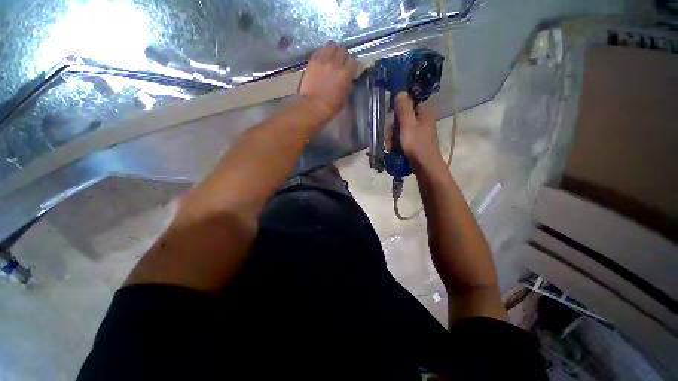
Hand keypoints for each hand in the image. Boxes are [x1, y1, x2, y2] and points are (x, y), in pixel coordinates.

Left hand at [300, 41, 357, 119]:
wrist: (313, 106)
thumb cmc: (331, 106)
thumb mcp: (345, 97)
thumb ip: (348, 83)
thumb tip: (349, 77)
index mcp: (345, 74)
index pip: (353, 61)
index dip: (352, 65)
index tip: (350, 69)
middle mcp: (335, 63)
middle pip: (343, 49)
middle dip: (343, 55)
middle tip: (340, 62)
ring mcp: (323, 60)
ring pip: (331, 45)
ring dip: (333, 50)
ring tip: (331, 58)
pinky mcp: (312, 60)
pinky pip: (320, 50)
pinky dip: (323, 53)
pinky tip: (322, 61)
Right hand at [389, 92, 442, 168]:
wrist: (425, 166)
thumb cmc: (416, 144)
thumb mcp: (407, 124)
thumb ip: (404, 108)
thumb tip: (401, 91)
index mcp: (423, 111)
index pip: (409, 101)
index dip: (398, 107)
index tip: (391, 116)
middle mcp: (422, 119)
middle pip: (402, 116)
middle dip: (393, 127)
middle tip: (389, 137)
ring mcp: (419, 130)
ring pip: (401, 128)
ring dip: (393, 137)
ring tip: (391, 147)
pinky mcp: (416, 140)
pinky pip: (403, 137)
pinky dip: (397, 142)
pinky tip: (394, 149)